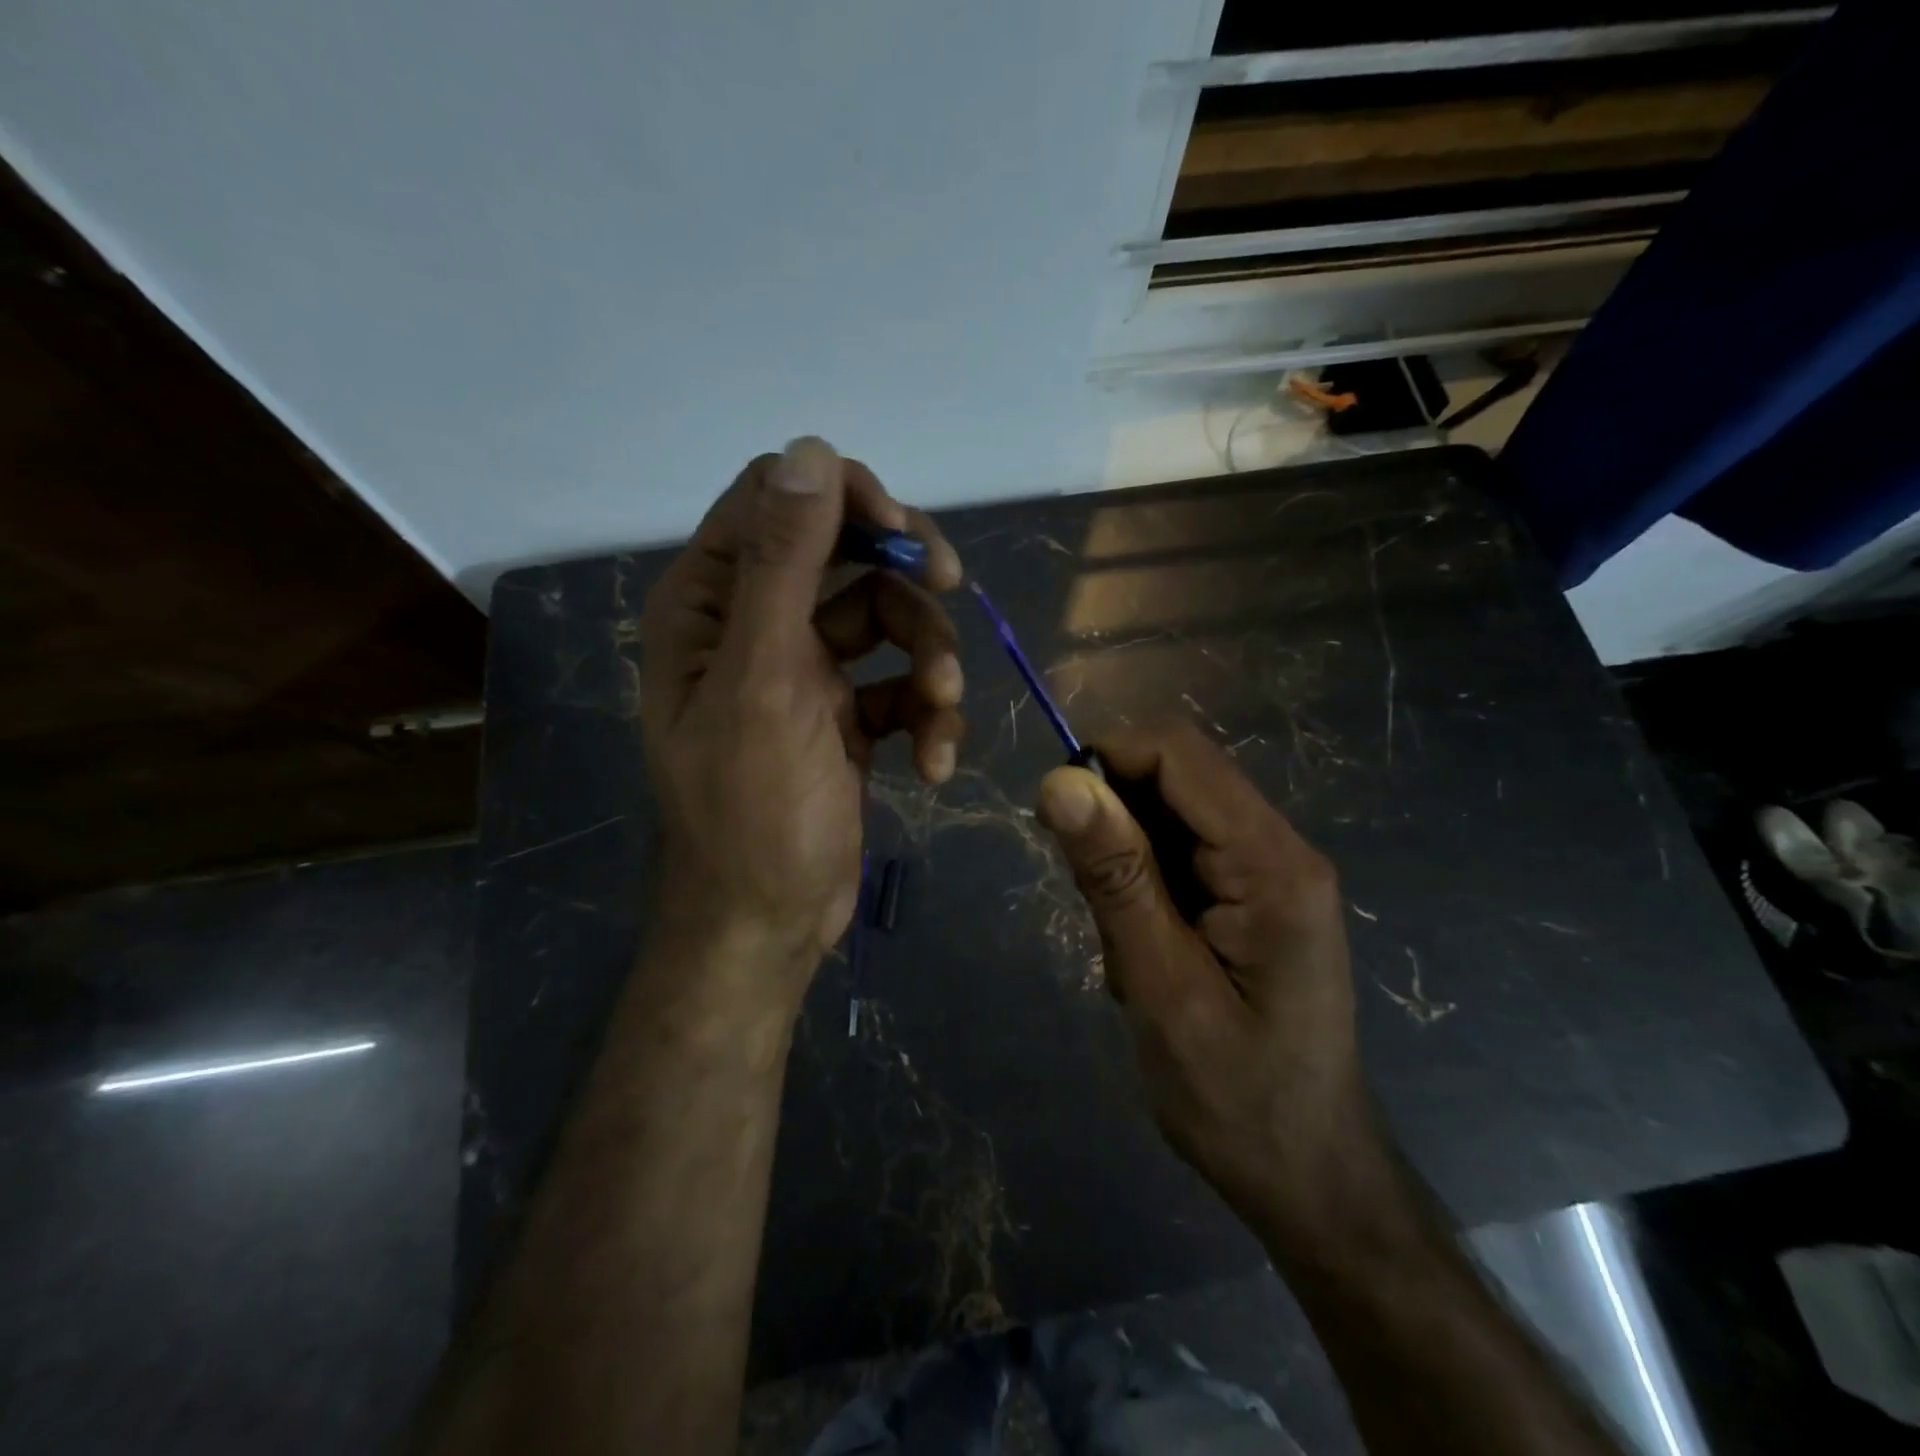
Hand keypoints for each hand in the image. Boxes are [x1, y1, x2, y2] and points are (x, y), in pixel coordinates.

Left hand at [637, 438, 964, 1001]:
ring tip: (941, 712)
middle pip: (848, 556)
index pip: (778, 500)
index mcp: (713, 603)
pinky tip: (934, 763)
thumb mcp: (764, 681)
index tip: (903, 535)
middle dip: (904, 580)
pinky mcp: (846, 716)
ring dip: (928, 661)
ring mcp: (806, 672)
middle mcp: (756, 626)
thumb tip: (809, 450)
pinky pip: (900, 687)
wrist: (769, 924)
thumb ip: (782, 565)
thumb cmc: (752, 810)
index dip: (845, 499)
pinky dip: (926, 717)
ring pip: (889, 623)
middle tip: (952, 589)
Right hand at [1036, 723, 1376, 1238]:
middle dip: (1113, 817)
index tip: (1053, 816)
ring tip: (1122, 940)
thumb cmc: (1237, 1099)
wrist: (1311, 1179)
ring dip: (1124, 857)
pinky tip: (1142, 947)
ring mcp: (1269, 872)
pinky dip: (1142, 883)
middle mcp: (1279, 849)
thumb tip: (1060, 781)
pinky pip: (1181, 852)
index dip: (1106, 759)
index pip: (1179, 753)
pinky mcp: (1252, 896)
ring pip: (1171, 813)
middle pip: (1177, 776)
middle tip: (1089, 900)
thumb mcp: (1161, 988)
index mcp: (1272, 863)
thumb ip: (1115, 878)